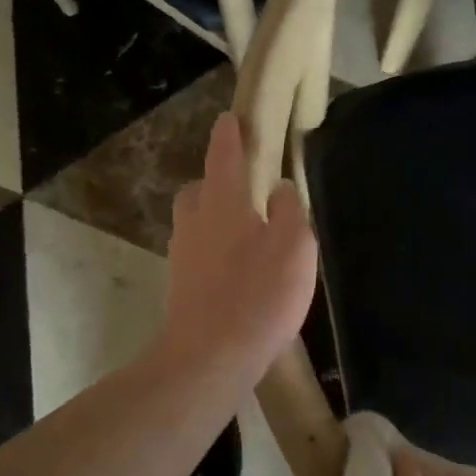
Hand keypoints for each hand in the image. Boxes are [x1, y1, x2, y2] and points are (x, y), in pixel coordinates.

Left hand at [158, 112, 317, 388]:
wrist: (209, 358)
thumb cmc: (258, 296)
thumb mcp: (294, 247)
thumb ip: (289, 210)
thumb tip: (279, 188)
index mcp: (223, 204)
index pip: (224, 156)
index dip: (229, 135)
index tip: (231, 117)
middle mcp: (195, 223)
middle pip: (199, 190)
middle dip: (216, 181)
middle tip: (243, 188)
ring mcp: (183, 256)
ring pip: (195, 222)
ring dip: (213, 217)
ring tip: (245, 231)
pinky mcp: (181, 287)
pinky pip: (197, 253)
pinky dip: (213, 249)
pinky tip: (235, 269)